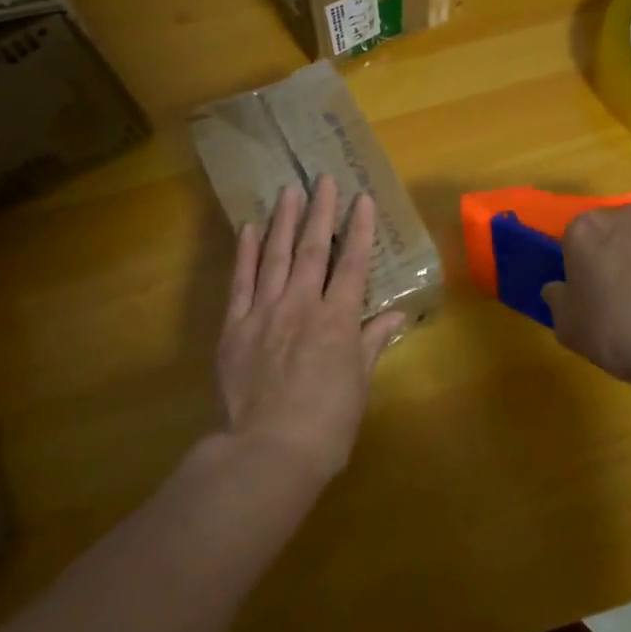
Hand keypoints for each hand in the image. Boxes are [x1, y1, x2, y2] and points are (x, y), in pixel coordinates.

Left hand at [213, 177, 405, 481]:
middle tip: (323, 179)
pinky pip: (240, 281)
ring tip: (289, 191)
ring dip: (283, 220)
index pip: (352, 264)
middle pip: (311, 249)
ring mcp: (264, 312)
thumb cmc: (325, 426)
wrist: (266, 452)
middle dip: (320, 211)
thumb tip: (396, 316)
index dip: (359, 229)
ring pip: (274, 256)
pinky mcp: (234, 326)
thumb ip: (372, 344)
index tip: (362, 199)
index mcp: (337, 320)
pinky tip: (249, 229)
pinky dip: (245, 253)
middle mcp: (301, 305)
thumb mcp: (358, 386)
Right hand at [541, 206, 630, 398]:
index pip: (580, 236)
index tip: (598, 286)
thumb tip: (557, 288)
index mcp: (585, 231)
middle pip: (623, 227)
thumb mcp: (569, 329)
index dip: (589, 261)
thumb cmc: (620, 336)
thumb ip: (558, 300)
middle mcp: (628, 214)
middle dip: (628, 250)